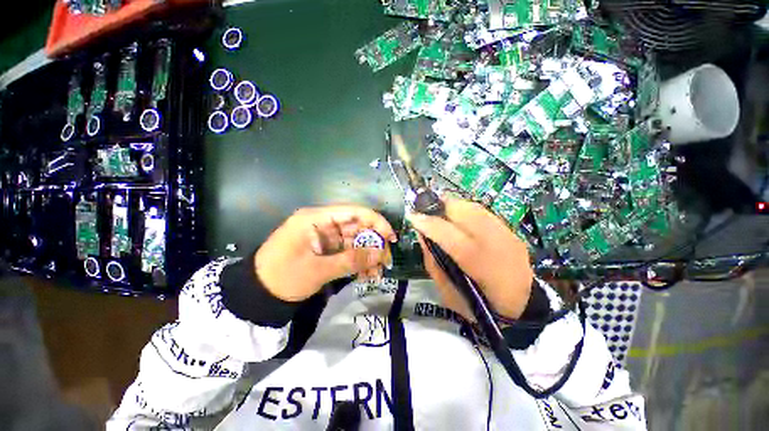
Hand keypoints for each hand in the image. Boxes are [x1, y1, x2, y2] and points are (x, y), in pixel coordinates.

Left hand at [255, 206, 396, 301]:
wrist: (257, 295)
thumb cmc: (283, 277)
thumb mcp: (318, 270)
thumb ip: (351, 260)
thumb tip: (380, 254)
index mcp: (317, 218)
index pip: (353, 212)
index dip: (375, 221)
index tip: (390, 237)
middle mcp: (323, 223)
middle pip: (356, 226)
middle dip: (374, 243)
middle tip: (386, 260)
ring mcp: (325, 236)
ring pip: (354, 240)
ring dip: (368, 255)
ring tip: (377, 272)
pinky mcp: (325, 248)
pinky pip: (347, 251)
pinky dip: (358, 261)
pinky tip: (367, 274)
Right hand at [407, 198, 532, 320]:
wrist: (524, 307)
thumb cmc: (481, 307)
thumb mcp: (448, 294)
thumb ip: (433, 262)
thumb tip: (421, 235)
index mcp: (482, 267)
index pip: (452, 236)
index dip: (429, 223)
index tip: (412, 216)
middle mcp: (498, 244)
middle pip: (465, 213)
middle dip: (439, 207)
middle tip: (423, 211)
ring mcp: (508, 234)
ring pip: (473, 207)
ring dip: (450, 205)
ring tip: (436, 210)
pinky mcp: (510, 230)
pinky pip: (481, 211)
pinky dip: (463, 209)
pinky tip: (455, 215)